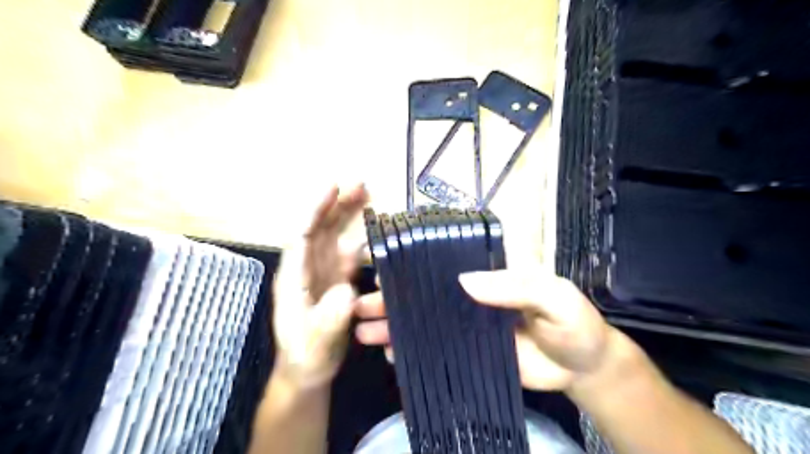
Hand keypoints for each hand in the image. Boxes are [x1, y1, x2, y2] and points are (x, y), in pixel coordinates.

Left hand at [275, 184, 369, 389]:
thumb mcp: (315, 341)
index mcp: (295, 276)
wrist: (309, 369)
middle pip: (321, 227)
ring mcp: (325, 272)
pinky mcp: (338, 280)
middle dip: (337, 204)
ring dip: (349, 215)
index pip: (302, 233)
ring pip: (336, 236)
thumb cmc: (306, 354)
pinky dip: (361, 238)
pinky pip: (349, 253)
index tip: (333, 187)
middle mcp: (308, 267)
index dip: (316, 208)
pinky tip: (372, 229)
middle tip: (360, 184)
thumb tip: (348, 292)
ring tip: (367, 196)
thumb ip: (329, 318)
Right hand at [353, 268, 620, 391]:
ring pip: (424, 318)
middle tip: (361, 305)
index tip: (383, 269)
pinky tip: (390, 353)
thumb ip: (517, 285)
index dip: (414, 261)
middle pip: (426, 290)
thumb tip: (465, 281)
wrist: (581, 368)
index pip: (446, 258)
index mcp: (490, 270)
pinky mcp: (468, 349)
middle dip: (392, 297)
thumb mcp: (554, 296)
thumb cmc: (574, 323)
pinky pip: (434, 347)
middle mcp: (472, 291)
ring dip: (395, 324)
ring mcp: (467, 322)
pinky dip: (412, 349)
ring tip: (364, 331)